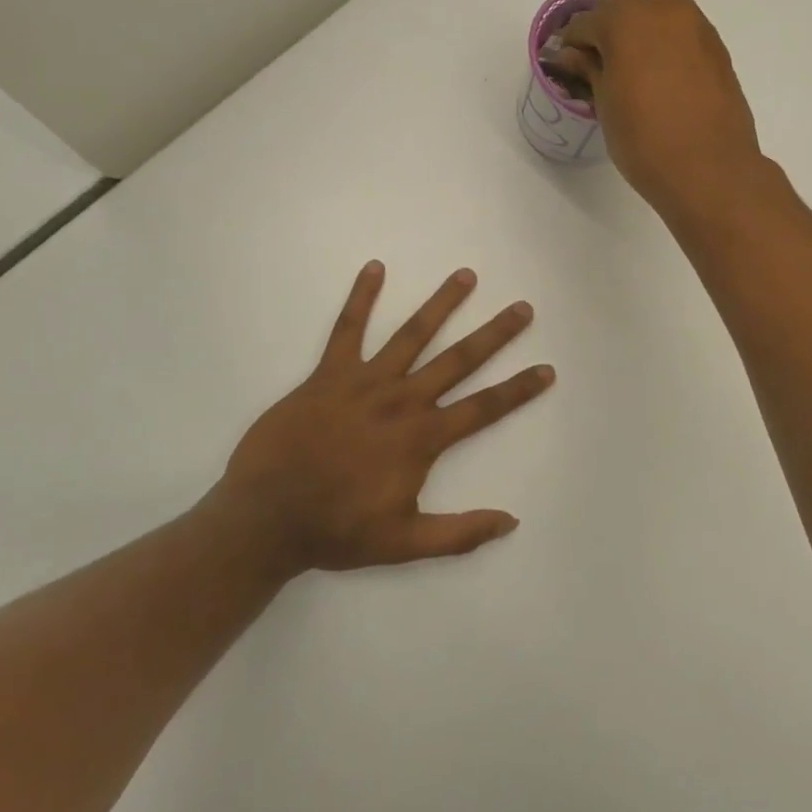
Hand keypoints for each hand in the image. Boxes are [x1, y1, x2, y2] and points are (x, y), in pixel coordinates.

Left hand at [209, 262, 553, 574]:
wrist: (265, 517)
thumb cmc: (336, 530)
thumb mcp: (404, 543)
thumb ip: (460, 534)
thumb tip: (511, 520)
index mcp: (422, 437)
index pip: (484, 407)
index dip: (519, 389)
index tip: (547, 369)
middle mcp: (402, 400)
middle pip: (459, 359)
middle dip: (495, 333)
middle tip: (522, 307)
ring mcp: (365, 381)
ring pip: (412, 334)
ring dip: (441, 304)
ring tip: (466, 275)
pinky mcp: (329, 374)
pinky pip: (347, 329)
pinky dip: (361, 297)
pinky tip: (375, 268)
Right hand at [548, 0, 765, 214]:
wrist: (710, 171)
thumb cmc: (645, 138)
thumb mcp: (604, 103)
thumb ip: (588, 69)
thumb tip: (573, 55)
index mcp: (627, 16)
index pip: (584, 23)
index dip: (571, 47)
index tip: (567, 71)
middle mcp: (664, 7)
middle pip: (622, 12)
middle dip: (606, 37)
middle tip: (597, 73)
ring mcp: (696, 24)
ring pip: (654, 20)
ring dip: (637, 40)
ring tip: (629, 78)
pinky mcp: (717, 47)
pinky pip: (679, 37)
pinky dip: (663, 50)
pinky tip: (658, 82)